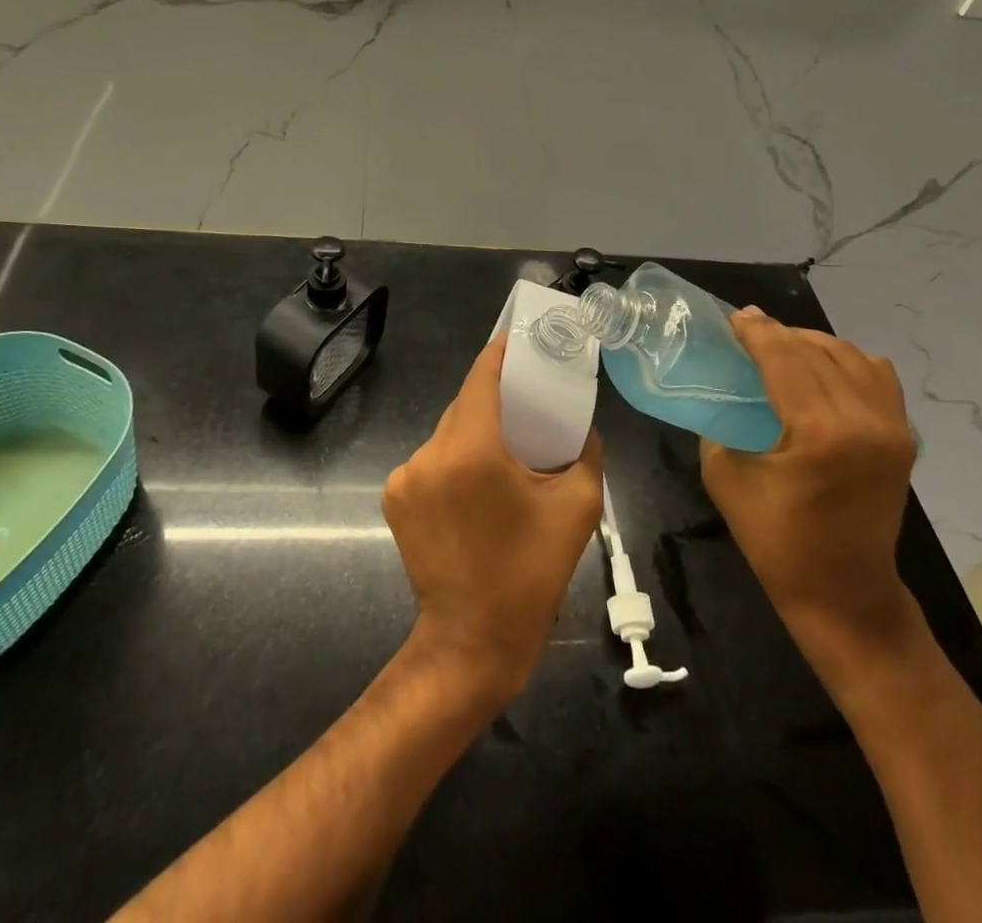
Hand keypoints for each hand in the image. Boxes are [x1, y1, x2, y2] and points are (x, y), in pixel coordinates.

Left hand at [382, 336, 604, 706]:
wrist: (471, 641)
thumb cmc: (530, 574)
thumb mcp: (577, 508)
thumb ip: (586, 453)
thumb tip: (582, 426)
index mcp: (473, 450)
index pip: (482, 376)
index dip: (502, 353)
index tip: (522, 341)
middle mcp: (431, 453)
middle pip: (465, 403)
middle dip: (496, 396)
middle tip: (528, 399)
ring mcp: (406, 475)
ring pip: (448, 431)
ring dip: (476, 430)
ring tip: (507, 448)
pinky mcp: (395, 496)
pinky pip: (432, 459)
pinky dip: (455, 458)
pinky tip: (477, 481)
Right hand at [701, 308, 917, 652]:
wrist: (845, 594)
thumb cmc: (777, 543)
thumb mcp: (726, 478)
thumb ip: (722, 424)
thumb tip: (723, 390)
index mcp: (820, 432)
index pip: (785, 358)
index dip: (757, 332)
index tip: (735, 317)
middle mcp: (864, 420)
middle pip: (816, 351)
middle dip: (779, 334)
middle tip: (749, 330)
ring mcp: (892, 427)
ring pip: (850, 356)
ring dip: (812, 344)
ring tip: (782, 347)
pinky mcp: (903, 437)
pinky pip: (877, 376)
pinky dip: (847, 361)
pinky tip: (822, 369)